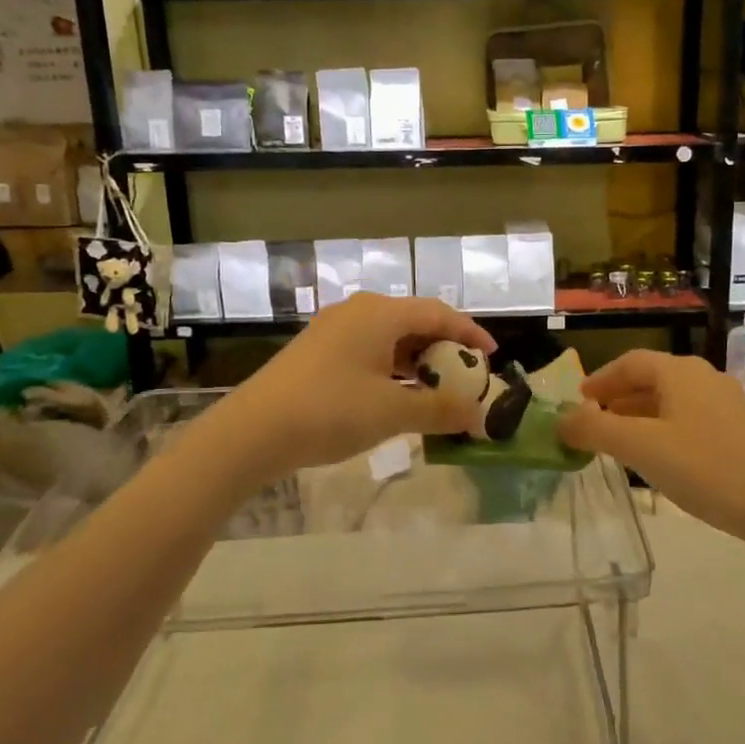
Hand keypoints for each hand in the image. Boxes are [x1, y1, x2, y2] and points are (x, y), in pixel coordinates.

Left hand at [198, 294, 496, 487]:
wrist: (252, 432)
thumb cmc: (330, 411)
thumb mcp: (393, 412)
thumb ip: (440, 410)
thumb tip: (478, 416)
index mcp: (380, 313)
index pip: (439, 313)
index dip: (470, 334)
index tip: (492, 358)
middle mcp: (358, 312)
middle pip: (415, 322)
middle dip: (445, 349)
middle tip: (466, 377)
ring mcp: (334, 331)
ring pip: (391, 338)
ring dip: (418, 362)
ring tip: (438, 390)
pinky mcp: (318, 352)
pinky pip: (369, 351)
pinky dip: (393, 369)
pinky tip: (399, 396)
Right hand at [558, 350, 744, 545]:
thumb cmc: (704, 468)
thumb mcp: (640, 448)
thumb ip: (595, 430)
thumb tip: (561, 420)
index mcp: (680, 372)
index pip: (630, 362)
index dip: (600, 380)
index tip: (578, 402)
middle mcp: (704, 377)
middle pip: (651, 379)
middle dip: (618, 399)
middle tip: (593, 424)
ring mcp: (726, 402)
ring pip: (671, 400)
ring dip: (639, 415)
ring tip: (619, 443)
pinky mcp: (740, 429)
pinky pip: (689, 418)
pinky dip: (664, 428)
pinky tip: (659, 457)